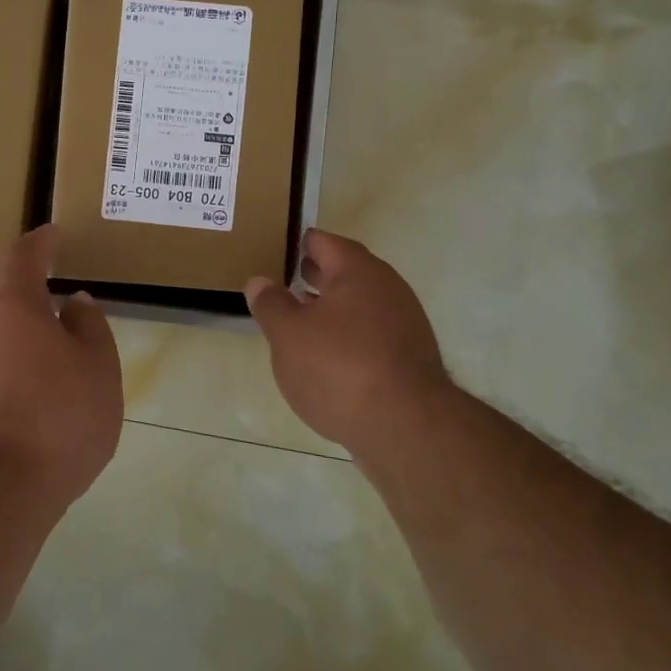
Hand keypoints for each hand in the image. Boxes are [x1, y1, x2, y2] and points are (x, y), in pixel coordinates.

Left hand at [0, 225, 123, 511]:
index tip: (53, 233)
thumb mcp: (97, 368)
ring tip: (42, 322)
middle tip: (44, 270)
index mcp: (12, 301)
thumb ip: (89, 327)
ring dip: (9, 311)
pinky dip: (2, 346)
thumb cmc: (56, 417)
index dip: (41, 242)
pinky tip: (25, 369)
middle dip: (18, 271)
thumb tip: (74, 303)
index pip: (24, 254)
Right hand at [244, 229, 452, 456]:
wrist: (407, 429)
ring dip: (330, 309)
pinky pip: (371, 334)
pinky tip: (327, 359)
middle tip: (281, 282)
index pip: (322, 242)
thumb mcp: (288, 334)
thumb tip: (259, 281)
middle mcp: (387, 287)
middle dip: (313, 275)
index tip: (274, 249)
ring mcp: (404, 323)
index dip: (296, 244)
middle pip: (344, 271)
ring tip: (298, 323)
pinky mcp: (410, 358)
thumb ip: (270, 304)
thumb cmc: (339, 367)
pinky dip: (348, 336)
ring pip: (358, 305)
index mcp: (357, 270)